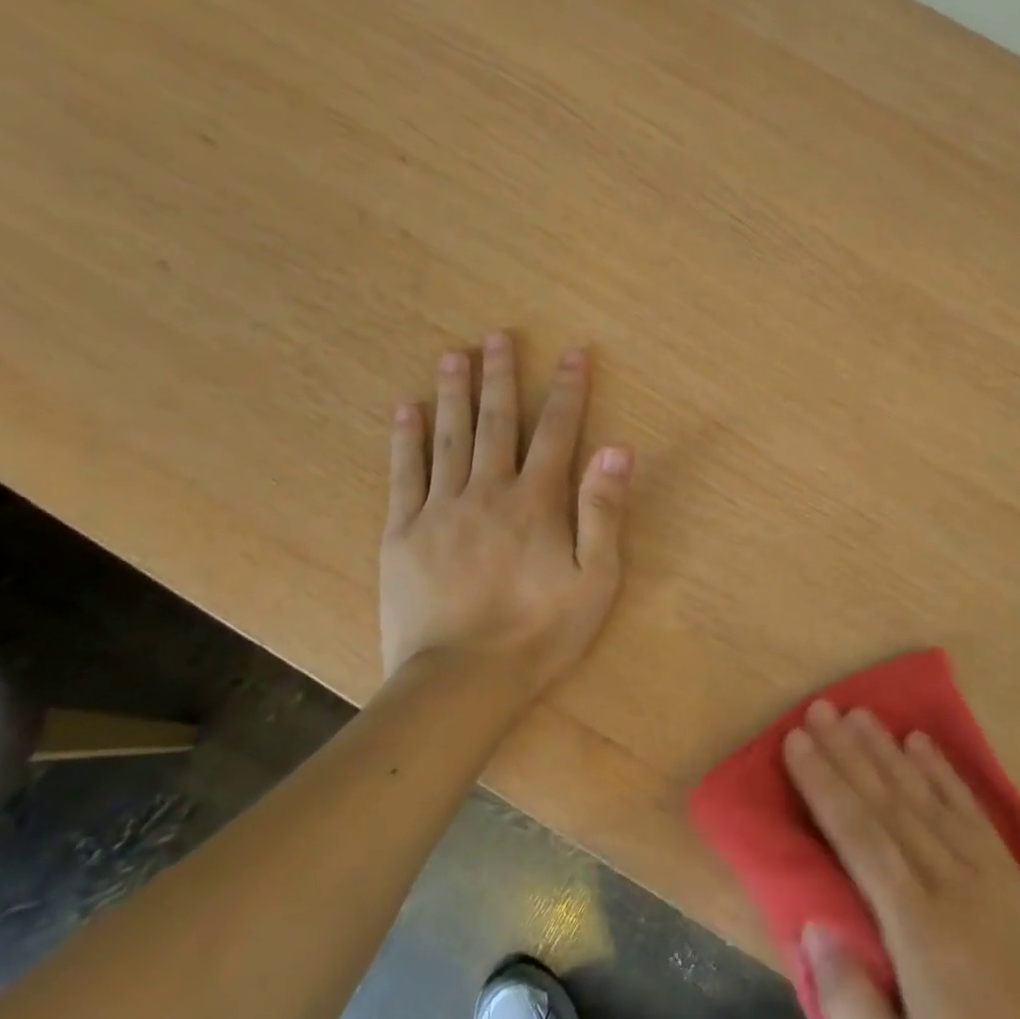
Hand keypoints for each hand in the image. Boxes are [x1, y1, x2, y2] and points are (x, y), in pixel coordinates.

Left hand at [379, 334, 632, 691]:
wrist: (462, 681)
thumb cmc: (541, 632)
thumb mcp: (595, 578)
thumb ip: (604, 510)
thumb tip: (617, 447)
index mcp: (537, 502)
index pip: (558, 432)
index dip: (567, 391)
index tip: (573, 353)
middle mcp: (488, 491)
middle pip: (497, 423)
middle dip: (501, 377)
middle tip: (497, 336)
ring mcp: (440, 509)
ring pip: (448, 438)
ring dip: (453, 393)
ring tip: (453, 355)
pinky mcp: (402, 533)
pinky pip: (403, 475)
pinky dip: (405, 438)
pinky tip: (406, 409)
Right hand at [783, 702, 1019, 1018]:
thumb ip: (851, 1005)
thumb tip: (812, 925)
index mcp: (918, 929)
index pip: (859, 837)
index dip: (825, 784)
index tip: (798, 742)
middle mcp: (950, 883)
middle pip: (887, 803)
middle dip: (847, 753)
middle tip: (818, 709)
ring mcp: (986, 873)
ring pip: (925, 796)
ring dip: (888, 751)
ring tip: (859, 714)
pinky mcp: (1012, 875)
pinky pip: (970, 809)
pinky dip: (943, 771)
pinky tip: (922, 744)